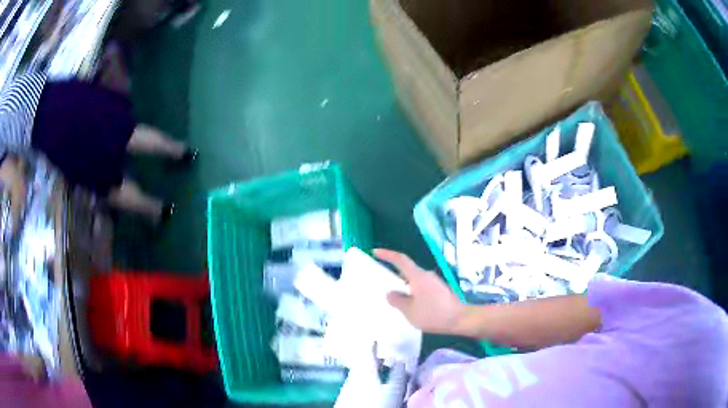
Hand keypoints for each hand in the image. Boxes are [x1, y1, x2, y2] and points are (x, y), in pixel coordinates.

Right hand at [375, 249, 463, 334]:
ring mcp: (434, 282)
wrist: (459, 319)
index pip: (400, 260)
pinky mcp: (439, 290)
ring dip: (404, 284)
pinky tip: (410, 303)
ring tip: (395, 296)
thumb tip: (390, 293)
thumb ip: (397, 300)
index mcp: (417, 276)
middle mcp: (426, 275)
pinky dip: (412, 291)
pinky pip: (421, 286)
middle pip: (407, 269)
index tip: (375, 251)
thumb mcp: (409, 311)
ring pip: (414, 279)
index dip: (387, 254)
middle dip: (394, 272)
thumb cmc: (433, 314)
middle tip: (382, 280)